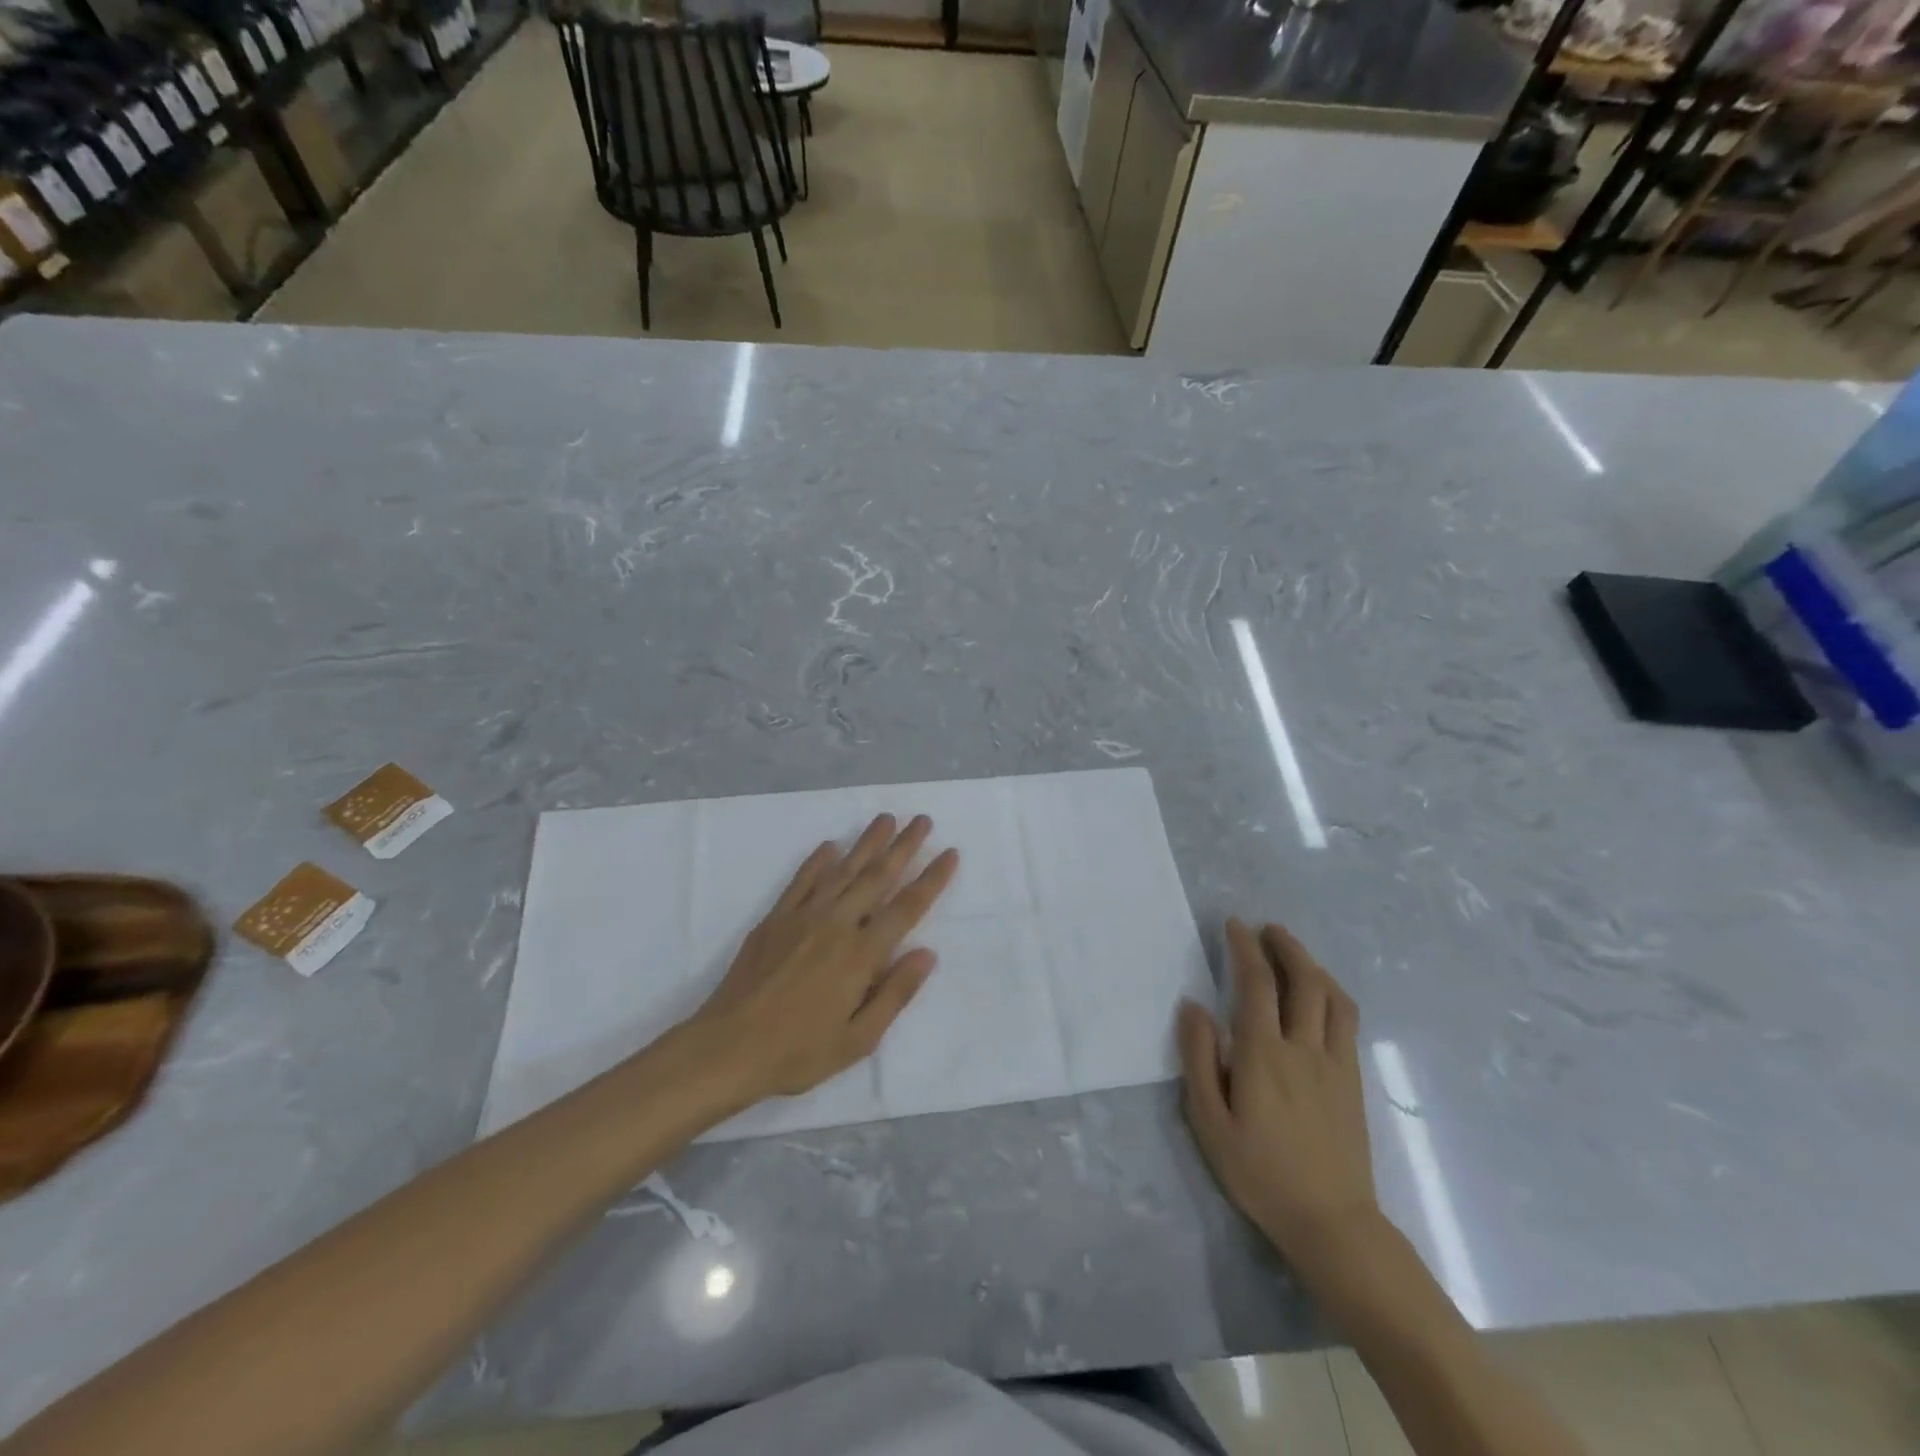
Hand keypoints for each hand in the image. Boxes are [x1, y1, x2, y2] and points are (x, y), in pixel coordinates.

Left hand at [687, 813, 957, 1104]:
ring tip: (886, 818)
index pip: (907, 907)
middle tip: (923, 820)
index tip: (950, 853)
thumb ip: (895, 994)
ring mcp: (803, 917)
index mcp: (861, 955)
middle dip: (904, 846)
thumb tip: (927, 953)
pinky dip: (818, 861)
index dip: (932, 879)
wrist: (728, 1047)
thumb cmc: (798, 1051)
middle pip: (877, 877)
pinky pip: (802, 880)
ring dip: (867, 842)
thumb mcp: (858, 1039)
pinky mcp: (776, 918)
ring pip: (843, 870)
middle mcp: (837, 925)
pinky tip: (830, 846)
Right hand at [1179, 919, 1377, 1263]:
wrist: (1331, 1222)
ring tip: (1293, 952)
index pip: (1257, 984)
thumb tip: (1193, 1006)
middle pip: (1302, 980)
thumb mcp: (1209, 1121)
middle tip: (1267, 929)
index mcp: (1263, 1054)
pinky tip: (1321, 995)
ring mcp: (1335, 1063)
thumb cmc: (1259, 1173)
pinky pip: (1347, 1022)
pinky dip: (1332, 994)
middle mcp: (1303, 1048)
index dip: (1245, 948)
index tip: (1234, 925)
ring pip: (1331, 997)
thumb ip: (1199, 1059)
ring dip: (1312, 965)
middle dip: (1284, 946)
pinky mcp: (1353, 1081)